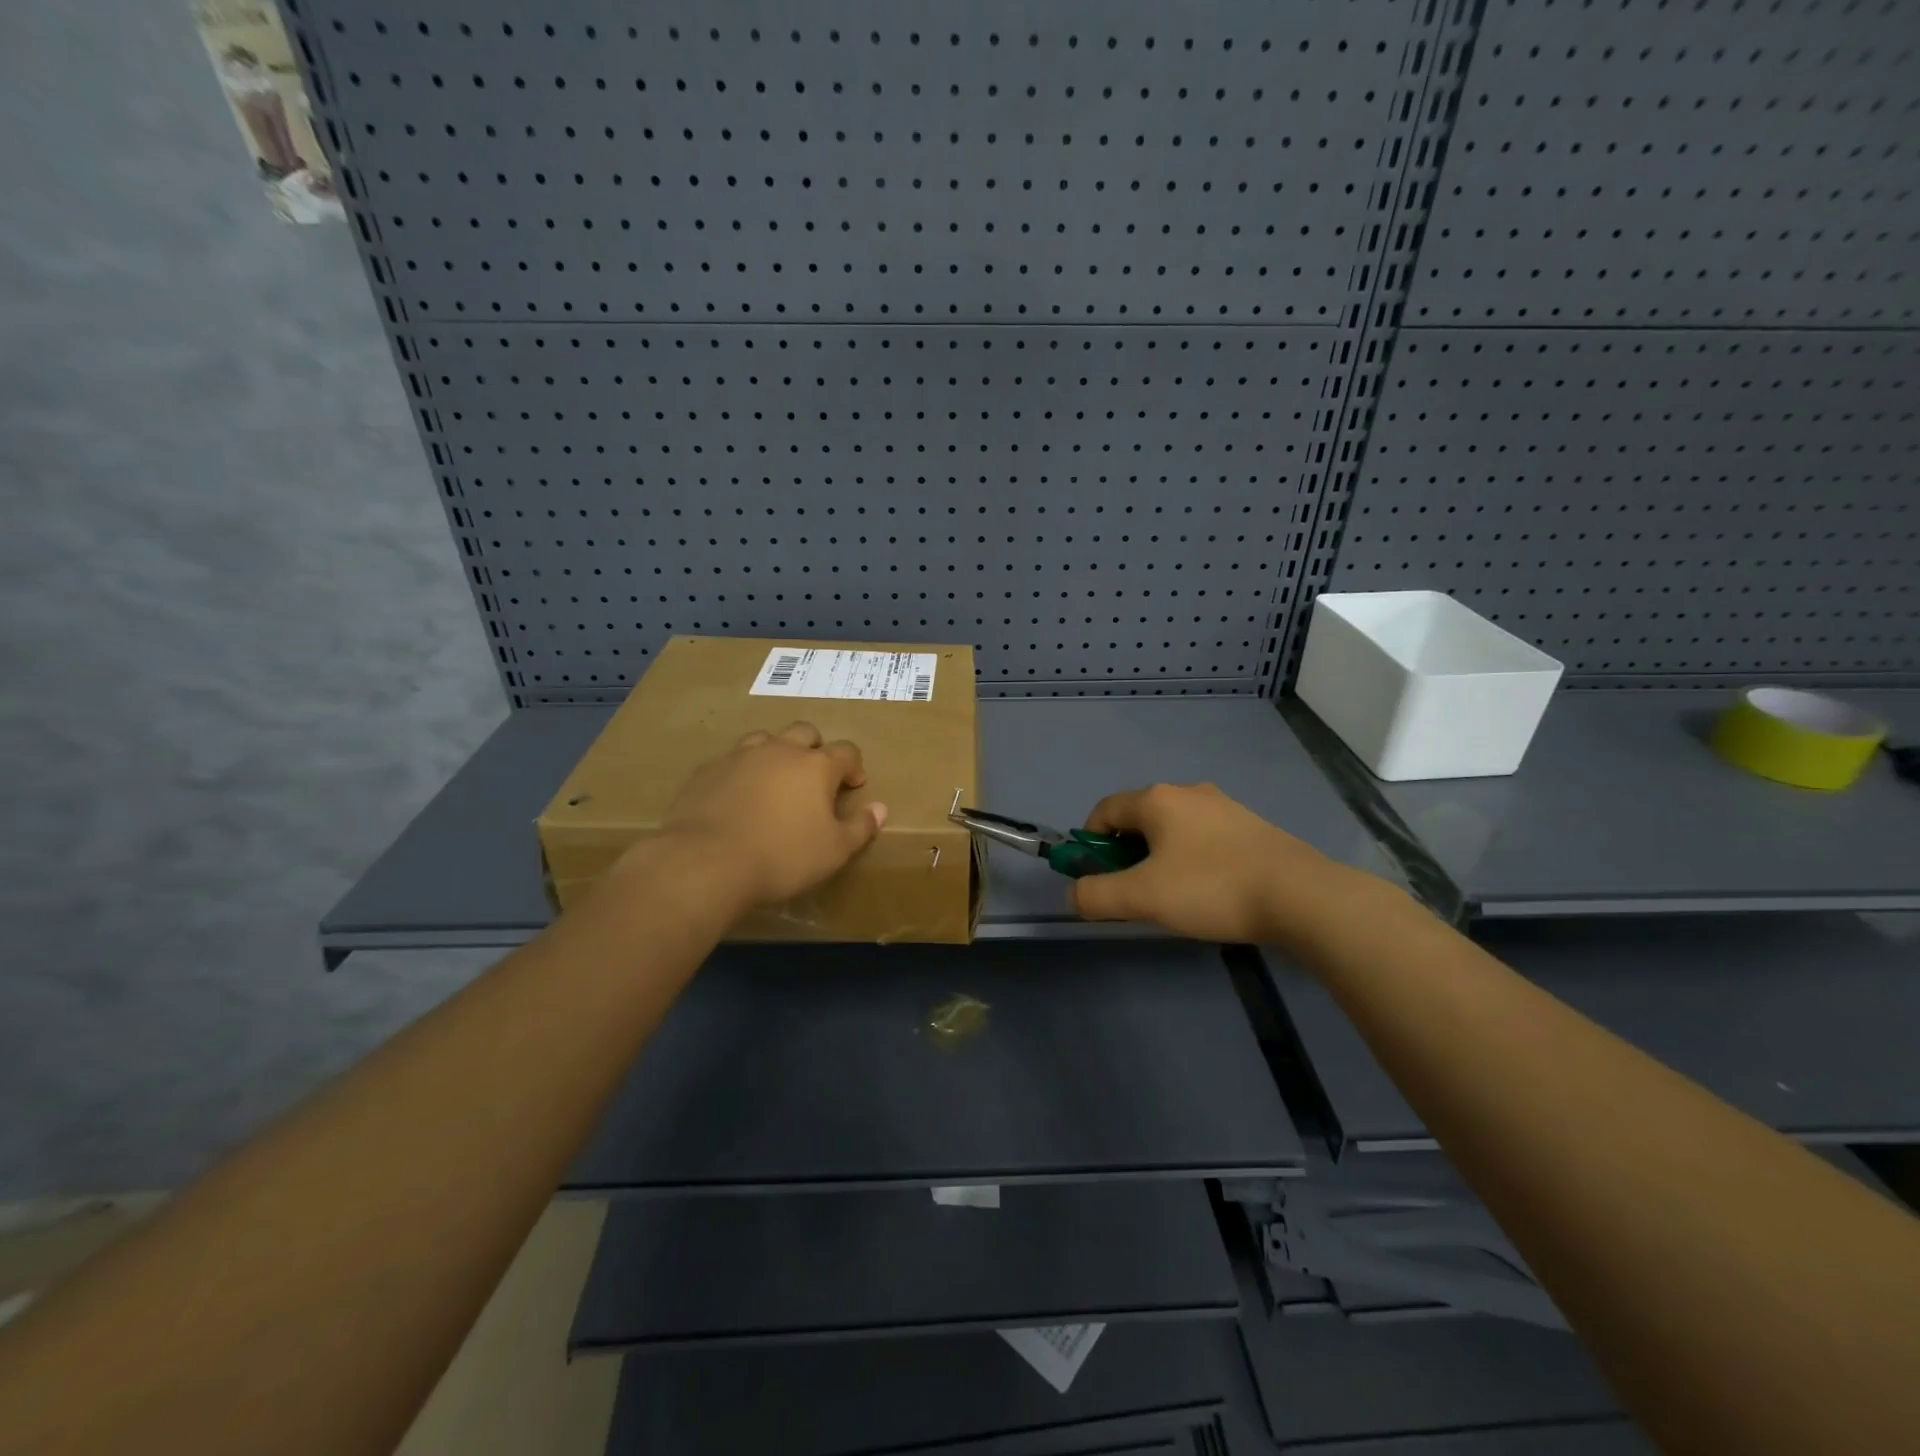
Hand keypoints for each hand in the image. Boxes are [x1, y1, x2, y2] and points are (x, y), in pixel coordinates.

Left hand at [657, 722, 887, 906]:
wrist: (706, 861)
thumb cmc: (782, 856)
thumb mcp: (834, 851)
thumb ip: (860, 828)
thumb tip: (880, 809)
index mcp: (816, 765)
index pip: (846, 751)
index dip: (854, 766)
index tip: (853, 786)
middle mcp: (780, 750)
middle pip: (805, 732)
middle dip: (815, 749)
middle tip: (814, 778)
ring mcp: (740, 756)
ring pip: (765, 739)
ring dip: (776, 753)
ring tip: (775, 781)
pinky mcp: (707, 771)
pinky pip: (731, 761)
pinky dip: (742, 772)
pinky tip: (738, 797)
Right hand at [1071, 782, 1374, 945]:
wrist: (1300, 896)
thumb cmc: (1211, 888)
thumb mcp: (1142, 897)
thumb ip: (1096, 896)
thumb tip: (1075, 893)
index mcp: (1157, 799)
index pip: (1104, 810)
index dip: (1089, 842)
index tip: (1094, 877)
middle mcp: (1188, 792)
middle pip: (1138, 818)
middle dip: (1125, 853)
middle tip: (1132, 891)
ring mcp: (1223, 807)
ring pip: (1172, 829)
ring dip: (1158, 857)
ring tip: (1171, 896)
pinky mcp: (1250, 826)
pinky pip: (1203, 838)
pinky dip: (1190, 859)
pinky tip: (1207, 891)